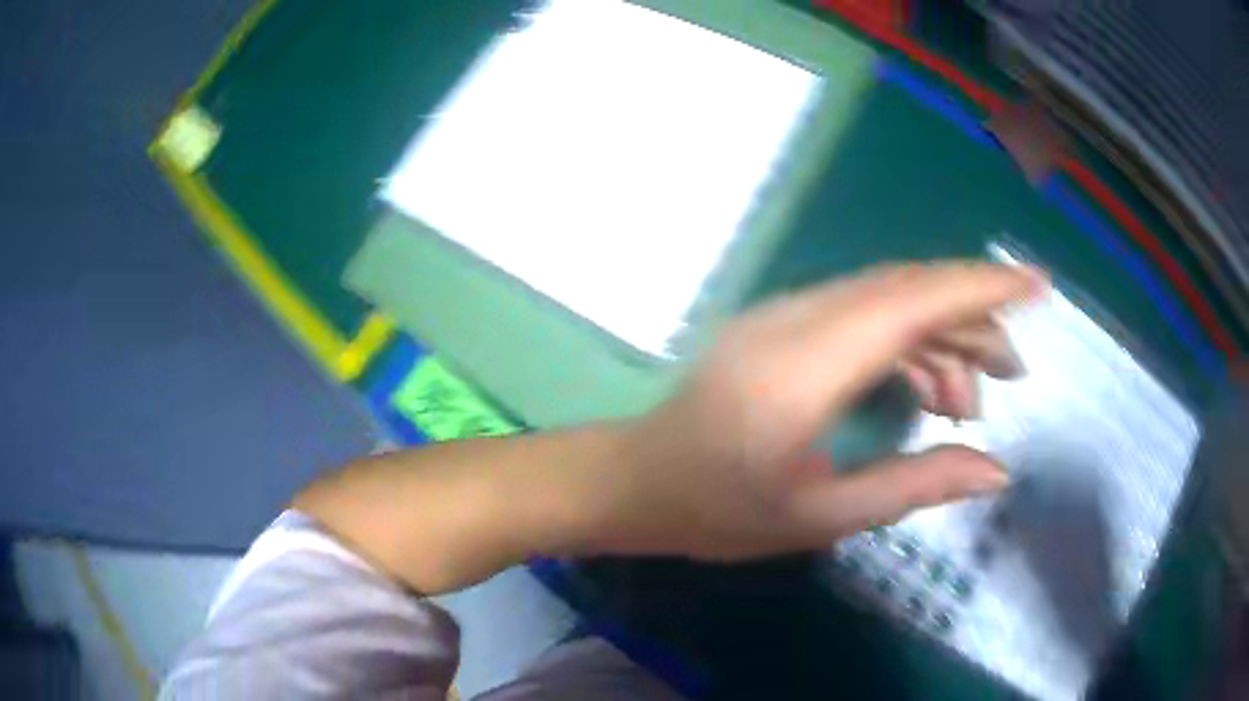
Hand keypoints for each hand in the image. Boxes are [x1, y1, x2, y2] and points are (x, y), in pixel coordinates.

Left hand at [583, 262, 1044, 560]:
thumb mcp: (824, 515)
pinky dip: (903, 342)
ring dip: (938, 336)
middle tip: (1012, 374)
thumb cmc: (720, 510)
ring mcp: (783, 314)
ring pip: (885, 299)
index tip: (1037, 287)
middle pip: (906, 291)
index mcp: (806, 367)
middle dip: (971, 320)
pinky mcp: (779, 323)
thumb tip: (997, 472)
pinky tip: (923, 388)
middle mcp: (796, 319)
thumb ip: (916, 486)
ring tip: (967, 401)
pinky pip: (859, 313)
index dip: (981, 289)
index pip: (913, 302)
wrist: (637, 481)